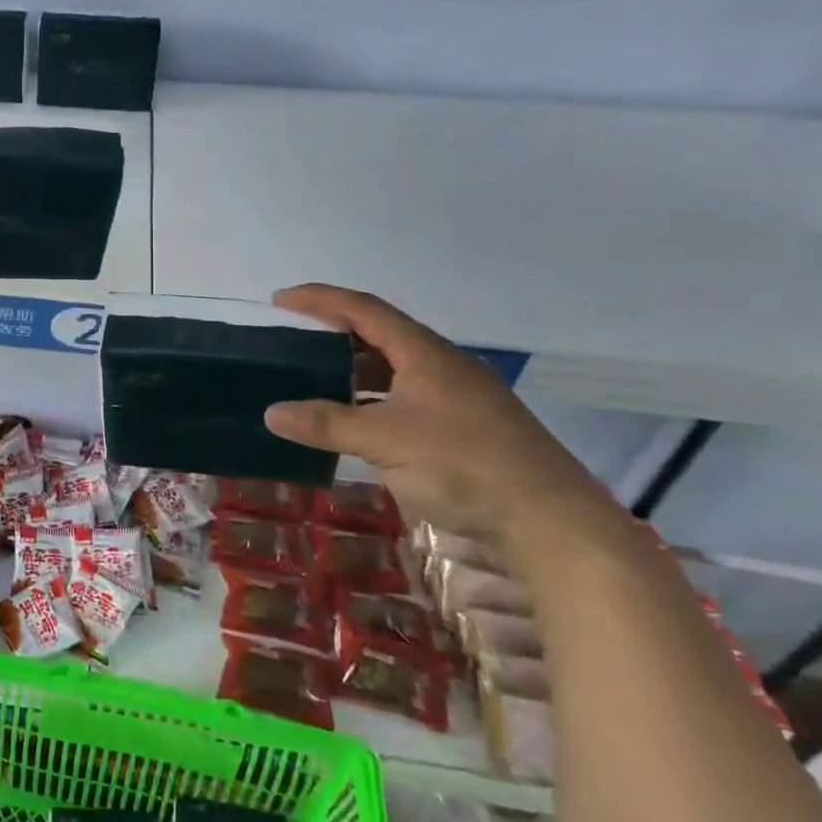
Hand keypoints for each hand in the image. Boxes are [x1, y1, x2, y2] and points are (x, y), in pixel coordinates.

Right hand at [262, 284, 609, 545]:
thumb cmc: (463, 466)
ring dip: (353, 369)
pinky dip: (373, 399)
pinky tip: (357, 420)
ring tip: (314, 378)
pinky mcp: (466, 427)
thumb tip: (271, 412)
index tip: (280, 300)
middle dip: (333, 332)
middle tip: (292, 340)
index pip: (364, 310)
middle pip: (380, 334)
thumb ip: (327, 424)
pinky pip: (406, 397)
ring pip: (395, 369)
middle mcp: (443, 365)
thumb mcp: (385, 441)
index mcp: (425, 354)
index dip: (319, 299)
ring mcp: (458, 397)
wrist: (550, 521)